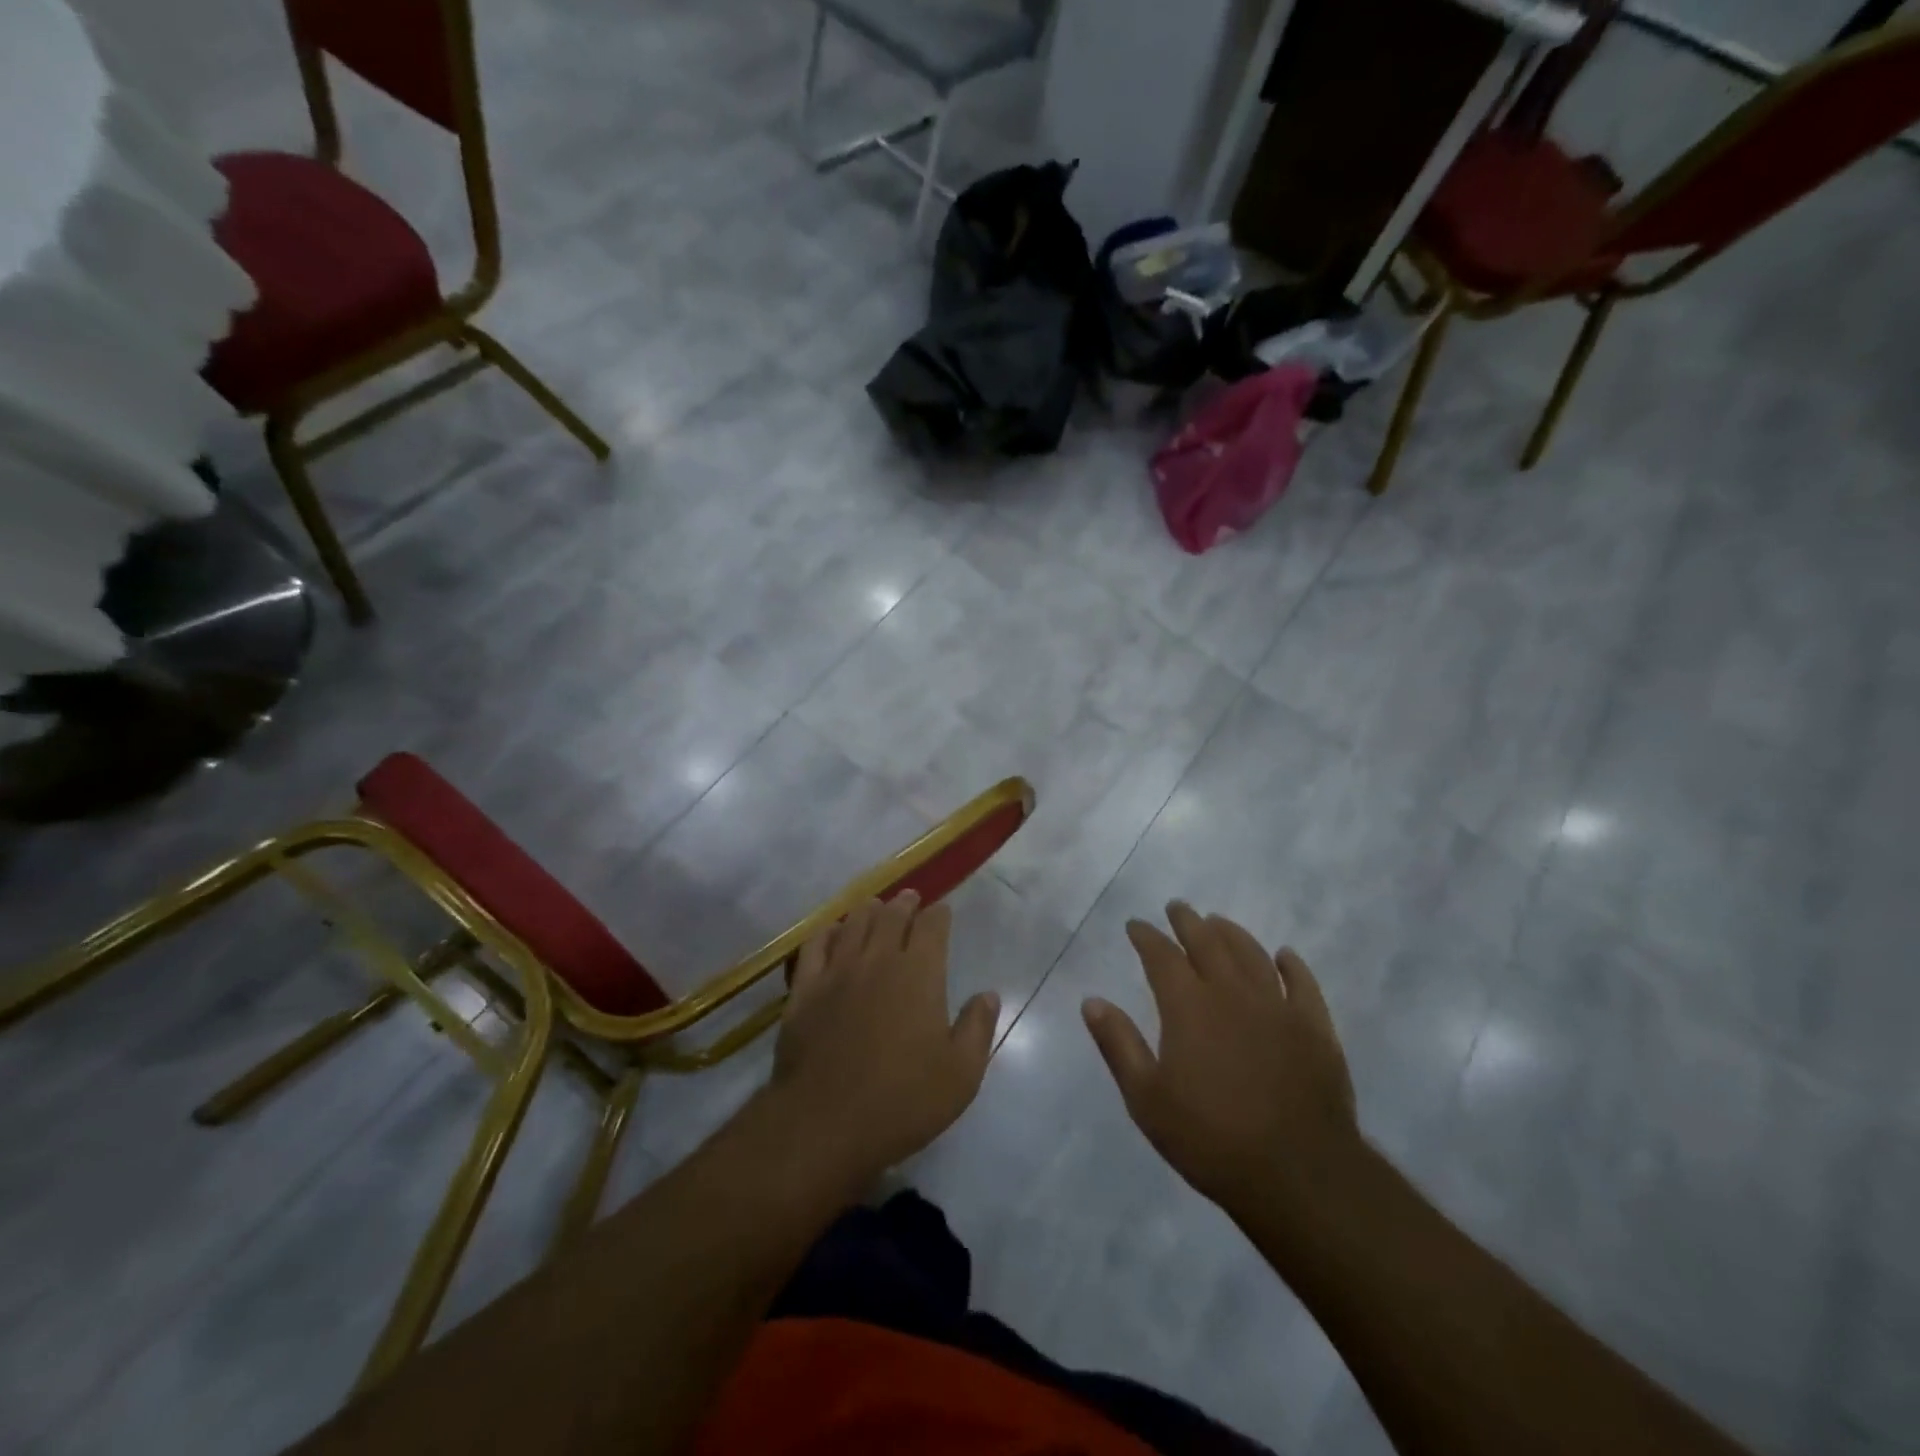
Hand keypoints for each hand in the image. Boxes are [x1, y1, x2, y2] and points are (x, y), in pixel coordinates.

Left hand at [769, 892, 999, 1189]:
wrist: (825, 1123)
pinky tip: (832, 931)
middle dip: (904, 904)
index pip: (932, 927)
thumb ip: (977, 1028)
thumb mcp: (960, 1075)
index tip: (942, 912)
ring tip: (875, 906)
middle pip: (892, 916)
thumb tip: (988, 994)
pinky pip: (815, 946)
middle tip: (909, 899)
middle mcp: (879, 960)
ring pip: (854, 924)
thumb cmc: (901, 1101)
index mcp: (920, 974)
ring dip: (868, 911)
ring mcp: (837, 971)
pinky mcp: (805, 989)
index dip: (939, 915)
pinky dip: (827, 932)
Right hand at [1082, 903, 1359, 1216]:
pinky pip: (1303, 984)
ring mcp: (1278, 1007)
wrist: (1299, 1174)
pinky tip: (1283, 956)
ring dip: (1232, 933)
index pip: (1161, 955)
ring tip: (1218, 921)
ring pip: (1252, 954)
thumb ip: (1118, 1044)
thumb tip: (1091, 1001)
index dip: (1146, 936)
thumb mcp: (1147, 1098)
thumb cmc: (1211, 1138)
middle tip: (1177, 907)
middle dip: (1188, 922)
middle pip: (1208, 942)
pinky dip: (1291, 965)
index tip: (1135, 925)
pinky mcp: (1315, 1028)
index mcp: (1188, 1006)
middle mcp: (1232, 993)